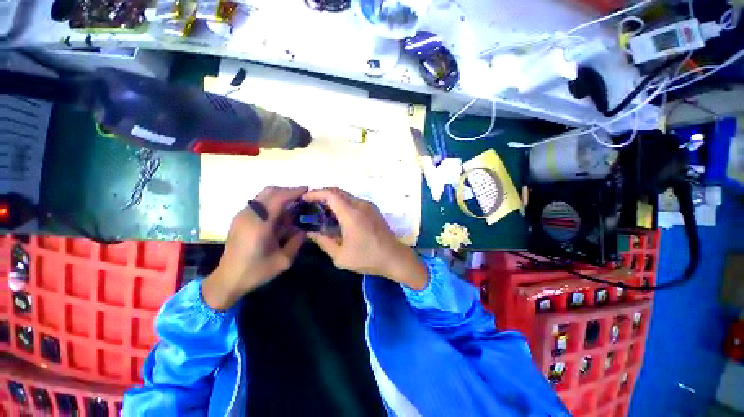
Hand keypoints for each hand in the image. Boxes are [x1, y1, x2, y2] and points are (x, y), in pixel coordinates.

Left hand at [202, 186, 307, 309]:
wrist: (228, 280)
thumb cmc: (256, 271)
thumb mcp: (284, 260)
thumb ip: (297, 241)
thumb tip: (304, 228)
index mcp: (260, 224)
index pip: (278, 198)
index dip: (294, 191)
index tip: (307, 189)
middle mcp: (249, 215)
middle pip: (269, 191)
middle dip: (287, 191)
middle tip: (301, 197)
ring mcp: (242, 215)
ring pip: (263, 195)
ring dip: (279, 196)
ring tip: (293, 206)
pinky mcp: (239, 219)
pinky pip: (259, 203)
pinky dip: (272, 203)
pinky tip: (280, 215)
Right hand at [303, 188, 428, 289]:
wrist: (394, 257)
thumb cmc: (367, 258)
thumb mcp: (341, 256)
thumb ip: (323, 242)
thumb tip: (310, 233)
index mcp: (351, 214)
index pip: (330, 194)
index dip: (315, 193)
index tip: (304, 198)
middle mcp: (360, 205)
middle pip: (337, 191)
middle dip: (322, 195)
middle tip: (311, 205)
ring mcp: (368, 206)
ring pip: (346, 196)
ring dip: (333, 200)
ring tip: (322, 211)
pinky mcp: (373, 209)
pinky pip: (354, 201)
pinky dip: (343, 204)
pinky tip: (338, 216)